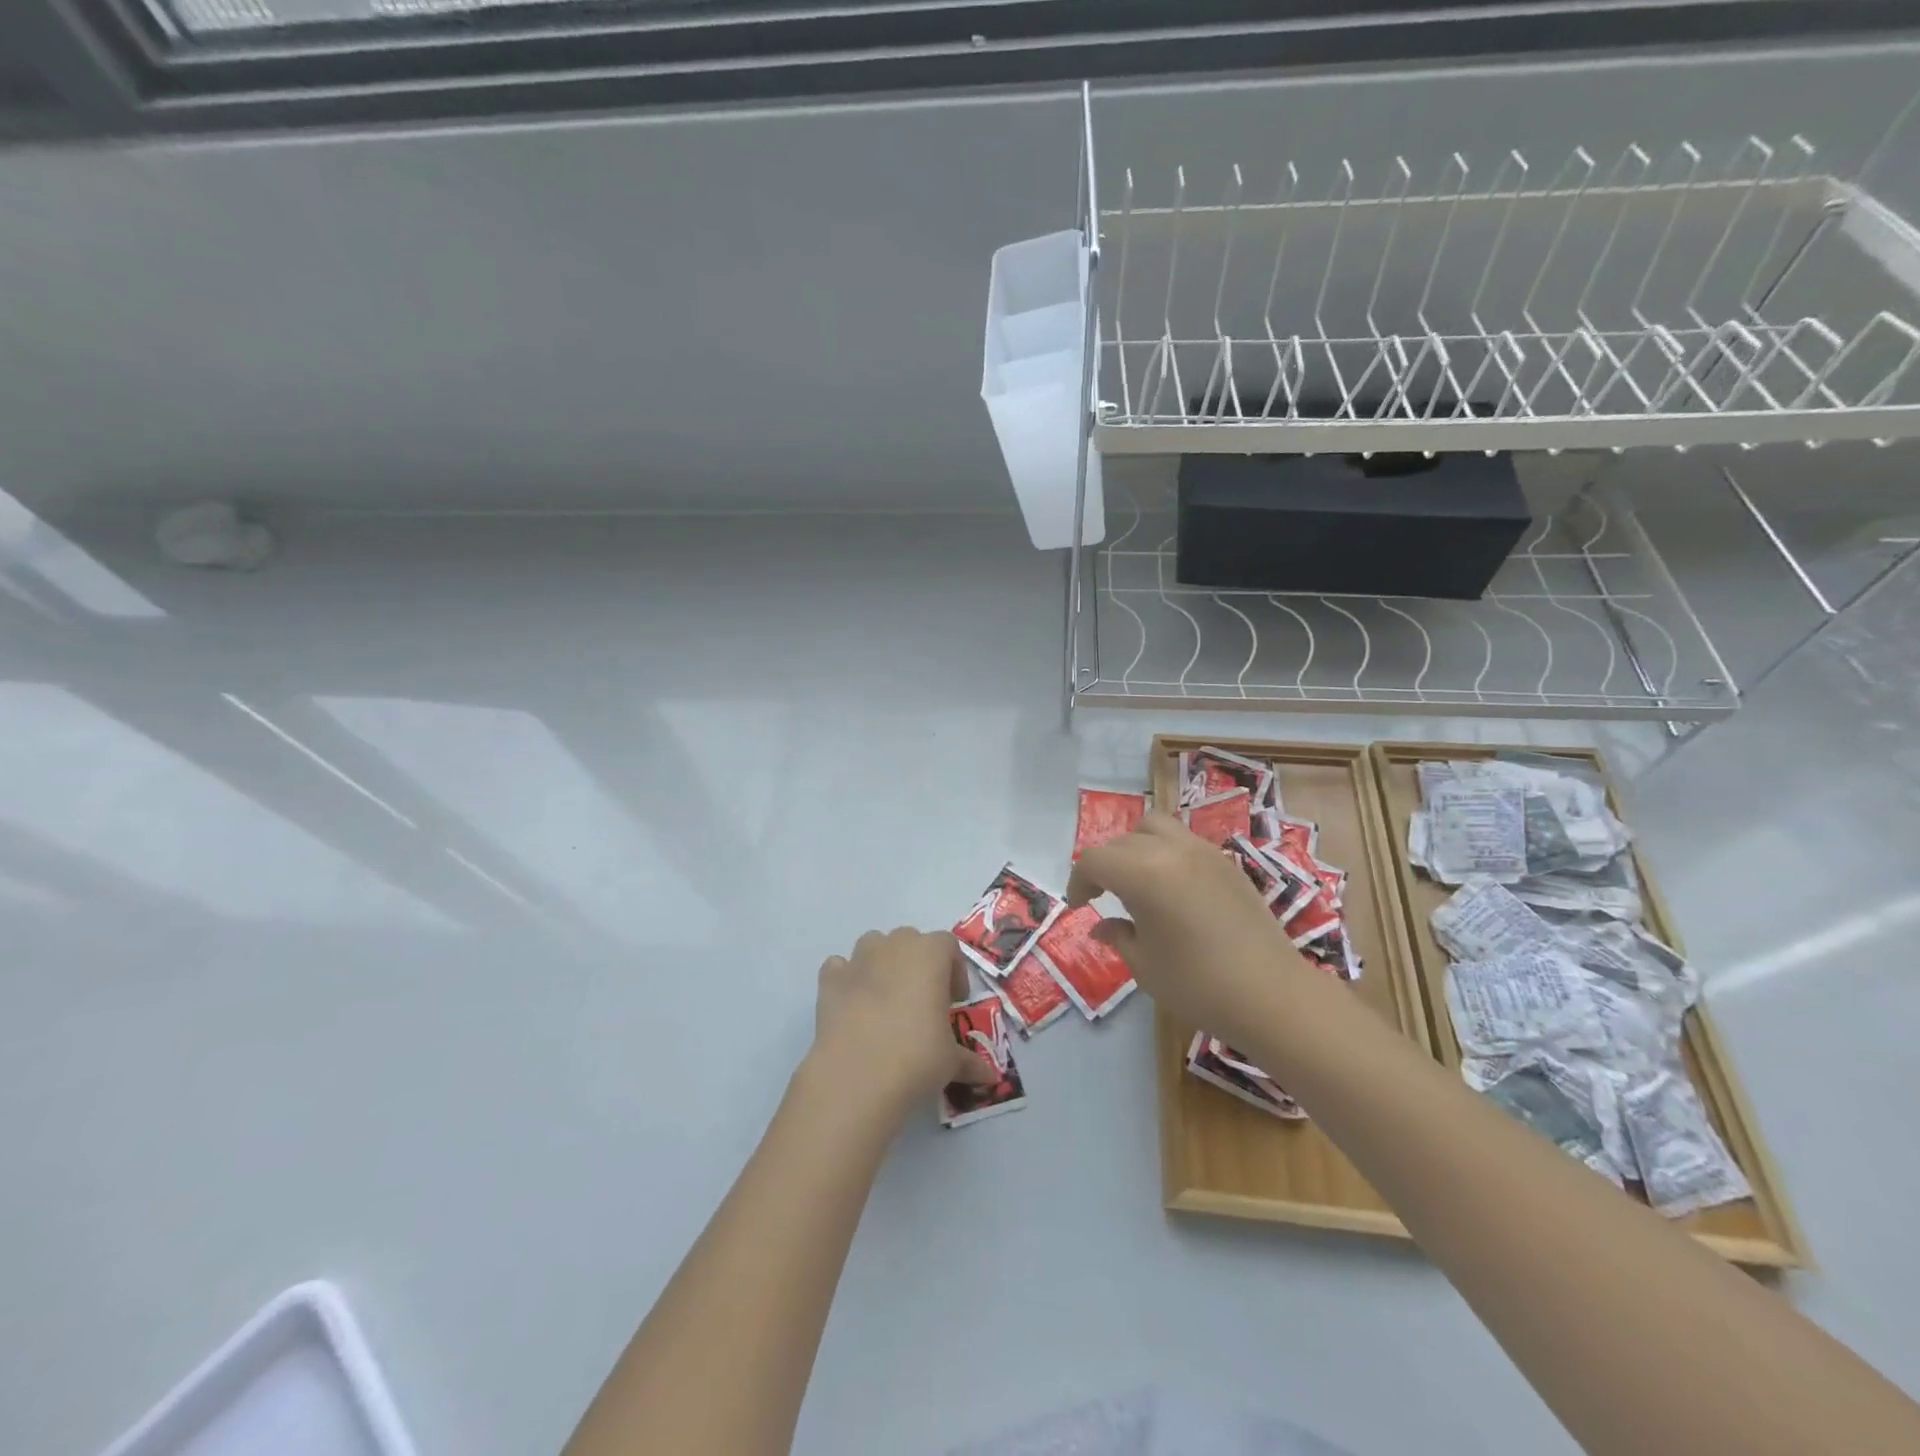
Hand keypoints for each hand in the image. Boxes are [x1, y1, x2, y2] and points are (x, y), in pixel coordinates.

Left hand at [807, 928, 997, 1120]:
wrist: (858, 1075)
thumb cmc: (916, 1057)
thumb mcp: (951, 1061)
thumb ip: (969, 1061)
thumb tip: (989, 1076)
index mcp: (929, 954)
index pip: (948, 945)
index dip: (954, 970)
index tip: (954, 1001)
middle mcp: (894, 946)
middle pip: (910, 939)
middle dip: (918, 963)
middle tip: (922, 1000)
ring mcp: (858, 959)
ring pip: (874, 944)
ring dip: (882, 962)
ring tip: (887, 998)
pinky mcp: (830, 980)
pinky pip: (840, 967)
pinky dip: (847, 979)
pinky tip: (853, 1004)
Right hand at [1066, 812, 1313, 1046]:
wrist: (1273, 995)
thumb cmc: (1198, 984)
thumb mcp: (1145, 966)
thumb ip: (1118, 936)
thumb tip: (1102, 925)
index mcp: (1142, 874)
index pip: (1095, 860)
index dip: (1080, 881)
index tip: (1080, 907)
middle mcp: (1171, 851)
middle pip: (1122, 841)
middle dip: (1106, 865)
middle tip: (1104, 896)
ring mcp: (1203, 852)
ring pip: (1155, 827)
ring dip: (1137, 847)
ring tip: (1139, 880)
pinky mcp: (1227, 863)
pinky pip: (1185, 842)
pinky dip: (1167, 853)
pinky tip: (1173, 889)